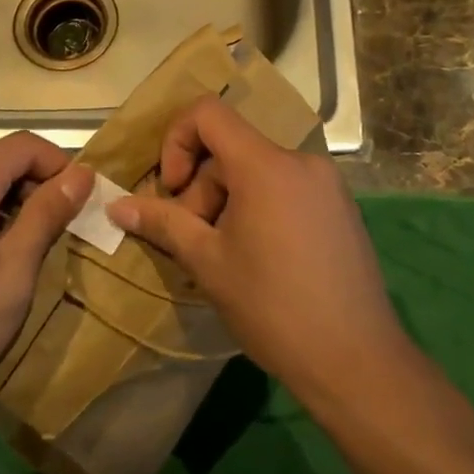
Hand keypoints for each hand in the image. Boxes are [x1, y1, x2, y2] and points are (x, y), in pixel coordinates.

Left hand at [0, 133, 89, 424]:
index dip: (60, 166)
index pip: (24, 145)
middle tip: (57, 232)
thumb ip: (47, 214)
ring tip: (25, 248)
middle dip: (35, 185)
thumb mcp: (14, 272)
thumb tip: (83, 174)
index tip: (79, 206)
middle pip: (0, 158)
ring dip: (10, 200)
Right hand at [107, 97, 409, 405]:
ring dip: (228, 202)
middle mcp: (301, 161)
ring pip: (257, 172)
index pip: (208, 113)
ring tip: (226, 257)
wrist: (357, 361)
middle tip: (196, 242)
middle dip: (202, 189)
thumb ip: (162, 223)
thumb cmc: (273, 307)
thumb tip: (116, 205)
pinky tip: (260, 259)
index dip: (177, 141)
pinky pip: (285, 188)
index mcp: (266, 165)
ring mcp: (327, 184)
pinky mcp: (340, 208)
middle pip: (232, 150)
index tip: (173, 190)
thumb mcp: (207, 263)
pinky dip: (259, 208)